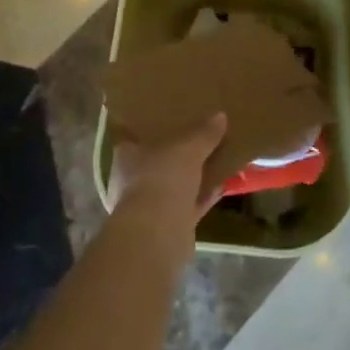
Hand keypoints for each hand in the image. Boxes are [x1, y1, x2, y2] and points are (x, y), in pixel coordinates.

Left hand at [106, 113, 227, 242]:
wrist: (158, 234)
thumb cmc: (162, 179)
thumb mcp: (188, 148)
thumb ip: (203, 133)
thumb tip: (220, 116)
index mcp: (127, 157)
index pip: (136, 137)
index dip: (153, 129)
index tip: (171, 120)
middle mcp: (132, 181)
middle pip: (157, 163)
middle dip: (176, 155)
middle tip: (198, 139)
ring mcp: (148, 206)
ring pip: (173, 186)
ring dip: (192, 178)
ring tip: (215, 160)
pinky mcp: (166, 227)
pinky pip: (188, 205)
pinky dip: (203, 197)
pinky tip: (222, 186)